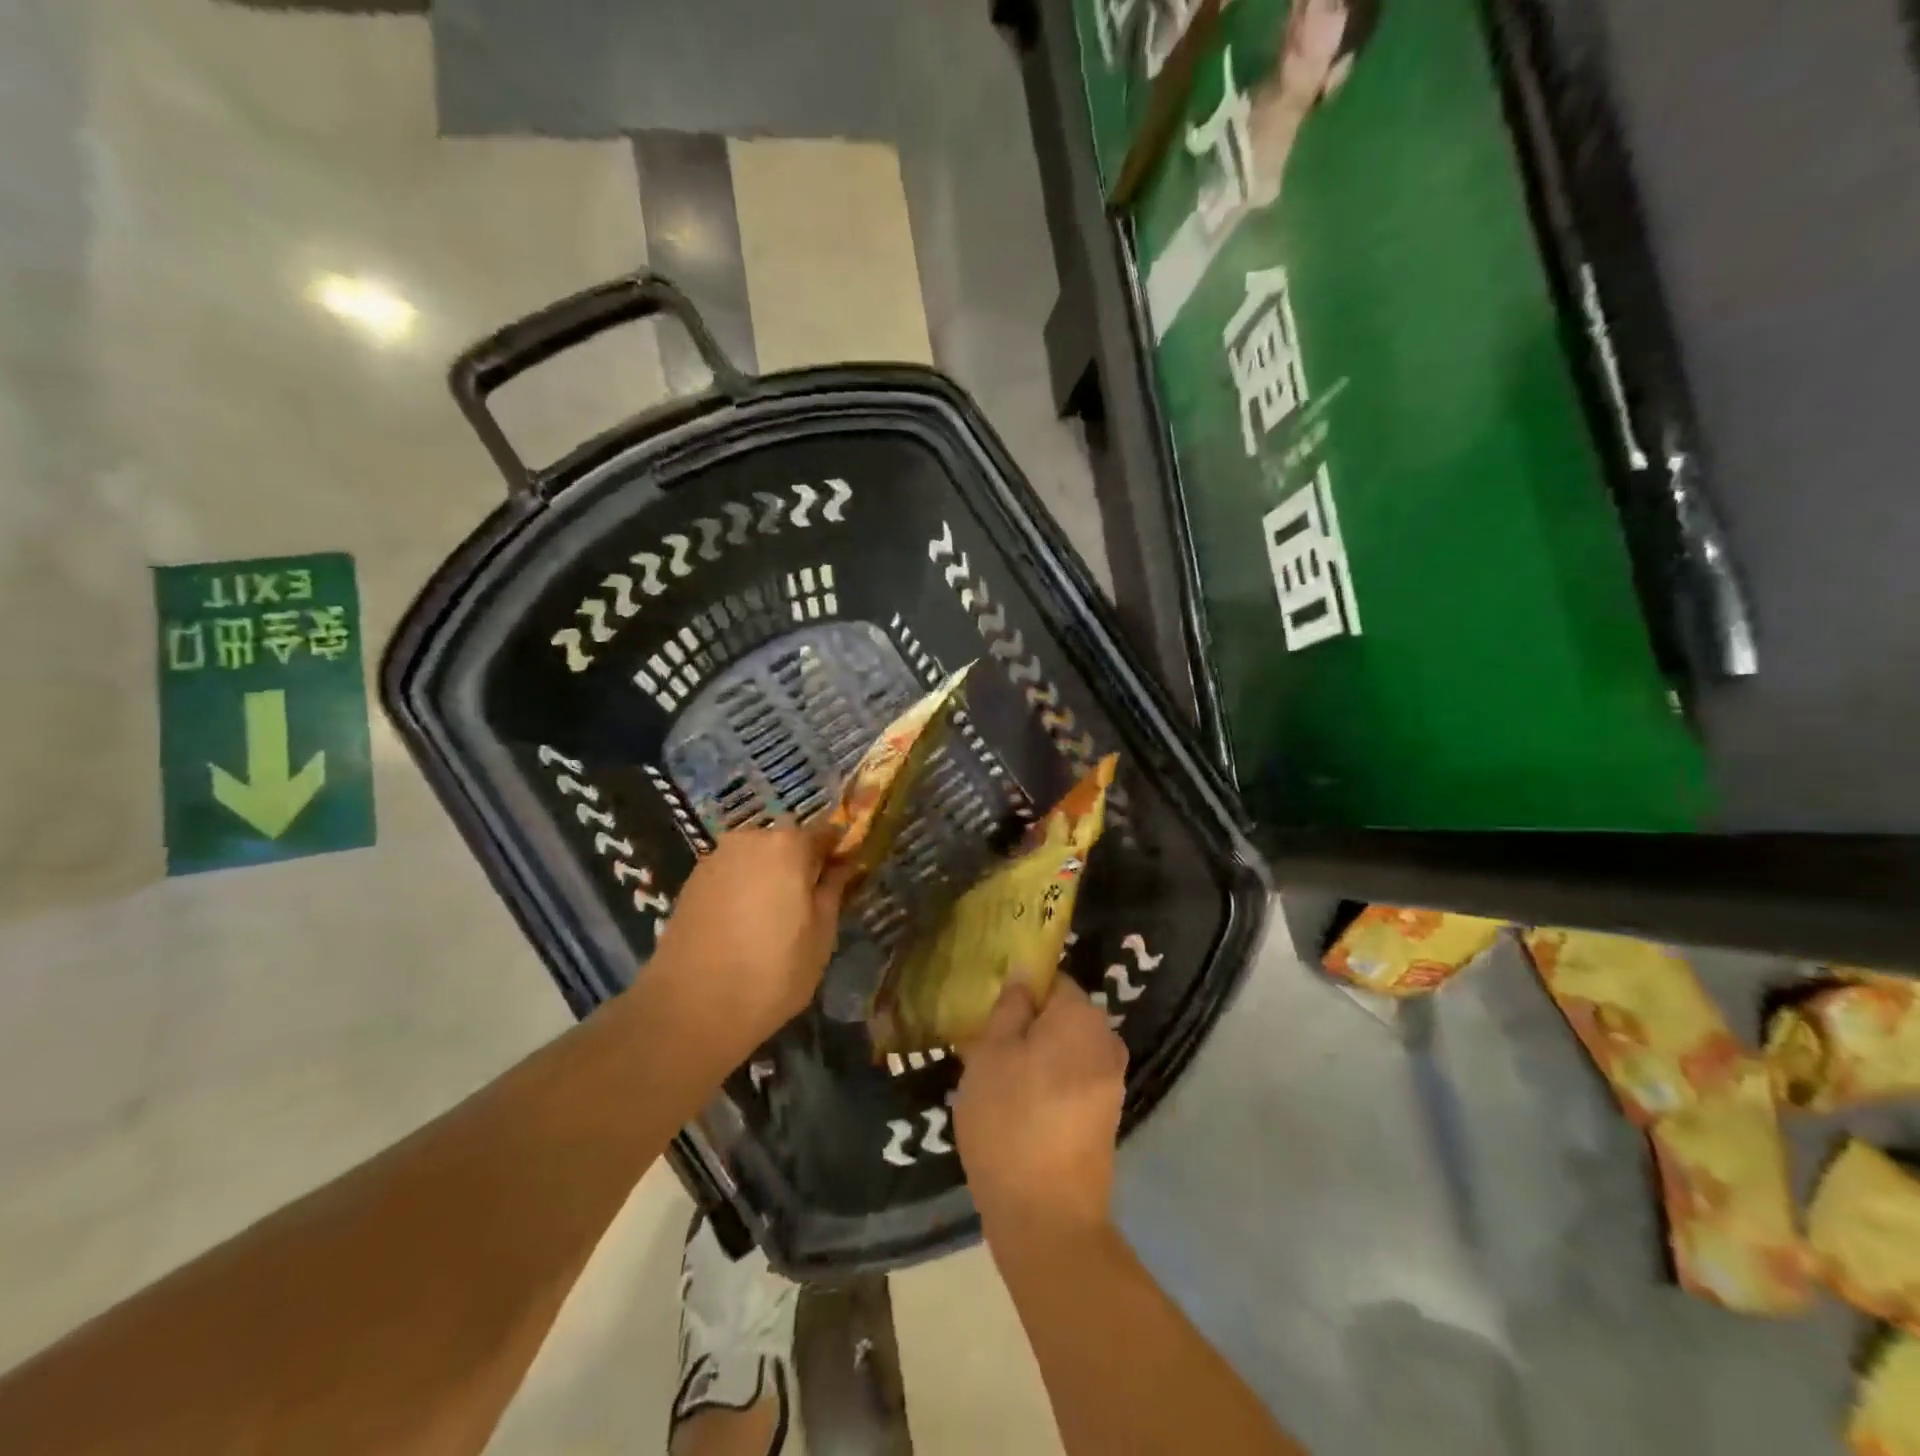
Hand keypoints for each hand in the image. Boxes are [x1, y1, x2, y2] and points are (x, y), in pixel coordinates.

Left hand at [649, 824, 852, 1054]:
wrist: (691, 1008)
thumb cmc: (773, 970)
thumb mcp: (822, 934)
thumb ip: (832, 889)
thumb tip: (841, 865)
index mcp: (788, 845)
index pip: (826, 832)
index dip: (838, 852)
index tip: (844, 875)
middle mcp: (750, 840)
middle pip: (787, 842)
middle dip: (800, 864)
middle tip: (808, 904)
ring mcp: (715, 859)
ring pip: (755, 859)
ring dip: (769, 877)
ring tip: (773, 920)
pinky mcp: (690, 883)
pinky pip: (731, 875)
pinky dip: (742, 890)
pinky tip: (743, 926)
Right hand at [954, 978, 1127, 1245]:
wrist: (1048, 1219)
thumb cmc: (1010, 1122)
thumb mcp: (991, 1053)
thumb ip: (1010, 1007)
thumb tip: (1024, 975)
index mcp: (1082, 1017)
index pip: (1051, 980)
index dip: (1018, 994)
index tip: (989, 1017)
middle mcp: (1107, 1041)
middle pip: (1060, 1017)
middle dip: (1026, 1028)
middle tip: (984, 1052)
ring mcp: (1112, 1083)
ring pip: (1065, 1052)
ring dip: (1035, 1059)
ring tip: (996, 1085)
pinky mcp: (1107, 1118)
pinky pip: (1073, 1082)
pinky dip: (1048, 1087)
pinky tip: (1018, 1112)